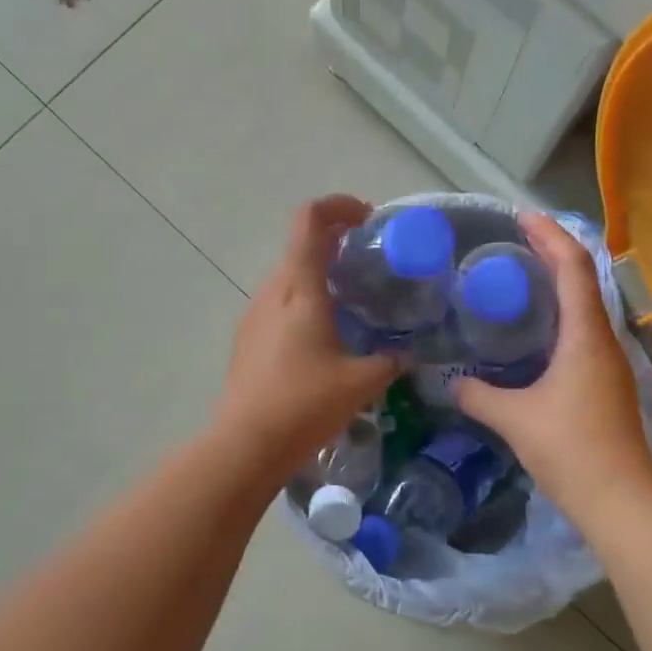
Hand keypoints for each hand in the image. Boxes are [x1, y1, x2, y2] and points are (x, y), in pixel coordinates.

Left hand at [212, 195, 400, 485]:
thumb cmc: (305, 404)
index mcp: (300, 289)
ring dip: (319, 275)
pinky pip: (278, 305)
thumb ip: (389, 362)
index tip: (367, 219)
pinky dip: (304, 302)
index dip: (338, 206)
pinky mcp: (246, 339)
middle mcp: (272, 292)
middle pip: (300, 246)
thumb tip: (406, 355)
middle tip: (369, 264)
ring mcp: (253, 315)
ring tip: (351, 303)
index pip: (310, 221)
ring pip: (289, 277)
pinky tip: (324, 337)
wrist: (245, 444)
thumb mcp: (361, 383)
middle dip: (336, 243)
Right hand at [455, 213, 651, 515]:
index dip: (550, 236)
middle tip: (514, 242)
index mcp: (585, 336)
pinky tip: (534, 333)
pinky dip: (559, 316)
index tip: (522, 218)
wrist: (620, 499)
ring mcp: (610, 363)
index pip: (573, 268)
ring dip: (558, 285)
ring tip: (520, 279)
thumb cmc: (570, 449)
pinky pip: (582, 333)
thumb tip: (450, 383)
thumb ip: (478, 395)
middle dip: (552, 253)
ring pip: (585, 307)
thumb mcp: (514, 419)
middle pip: (583, 279)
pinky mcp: (607, 384)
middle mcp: (604, 340)